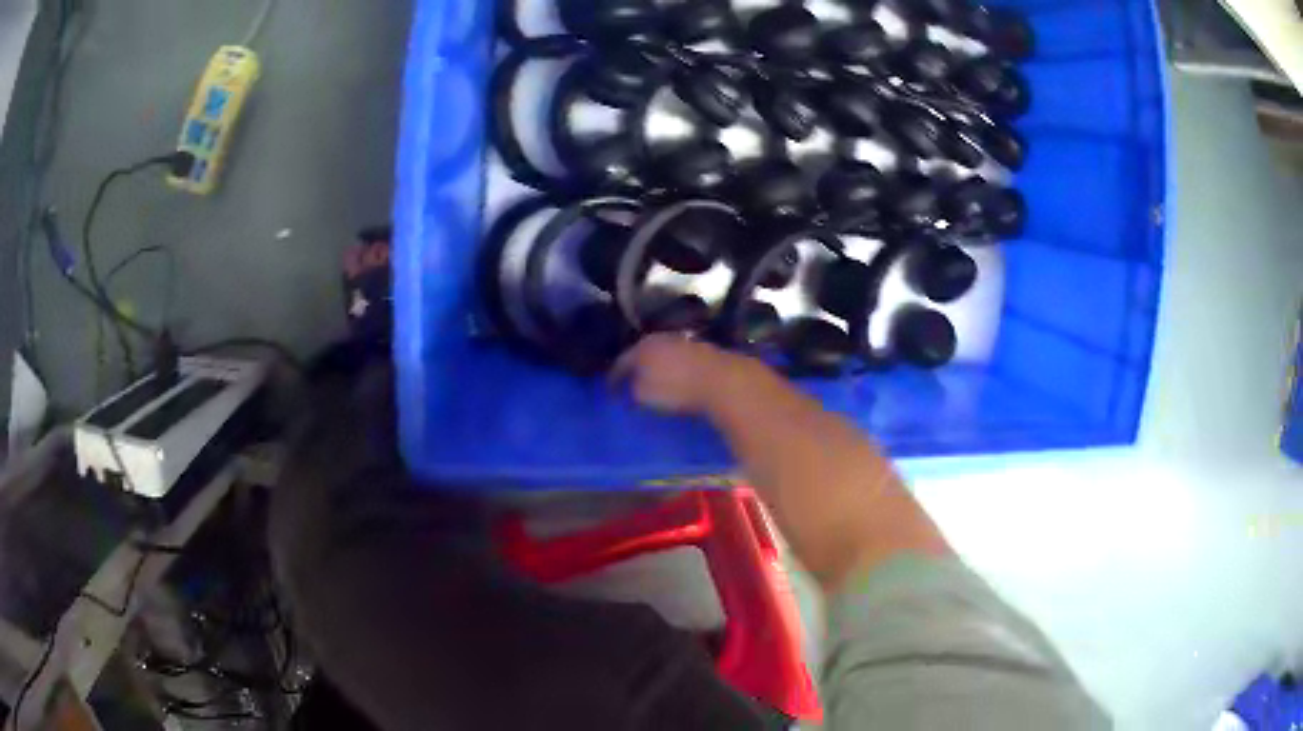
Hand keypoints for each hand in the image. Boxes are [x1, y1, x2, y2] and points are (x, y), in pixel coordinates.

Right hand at [611, 334, 749, 414]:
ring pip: (663, 355)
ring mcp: (684, 342)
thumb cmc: (676, 389)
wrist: (722, 381)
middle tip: (629, 383)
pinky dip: (675, 369)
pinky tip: (676, 379)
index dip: (613, 378)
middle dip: (636, 368)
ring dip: (657, 367)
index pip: (621, 362)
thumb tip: (631, 389)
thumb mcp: (644, 396)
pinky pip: (680, 360)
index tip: (609, 392)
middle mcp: (661, 339)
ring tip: (653, 382)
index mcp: (641, 347)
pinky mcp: (703, 351)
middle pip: (642, 353)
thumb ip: (632, 391)